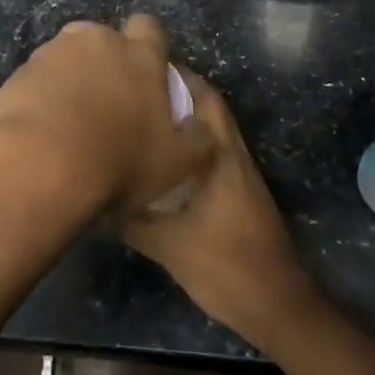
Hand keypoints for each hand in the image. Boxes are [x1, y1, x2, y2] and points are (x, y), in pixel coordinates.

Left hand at [0, 15, 215, 219]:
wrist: (39, 166)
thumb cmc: (118, 162)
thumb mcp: (175, 163)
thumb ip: (198, 139)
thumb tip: (203, 128)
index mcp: (139, 54)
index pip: (149, 27)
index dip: (150, 46)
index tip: (147, 73)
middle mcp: (96, 41)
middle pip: (104, 38)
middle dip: (106, 59)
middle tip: (108, 99)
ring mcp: (53, 53)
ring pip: (68, 54)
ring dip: (72, 75)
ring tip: (70, 116)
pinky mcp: (19, 72)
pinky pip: (38, 77)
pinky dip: (43, 93)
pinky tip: (44, 125)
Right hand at [120, 71, 319, 350]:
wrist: (276, 304)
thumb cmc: (225, 267)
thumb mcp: (167, 245)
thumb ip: (131, 219)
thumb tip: (97, 197)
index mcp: (221, 157)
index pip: (203, 98)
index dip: (175, 78)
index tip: (139, 70)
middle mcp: (233, 156)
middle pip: (208, 109)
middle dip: (175, 94)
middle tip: (134, 92)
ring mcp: (239, 175)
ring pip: (209, 132)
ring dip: (181, 120)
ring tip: (140, 118)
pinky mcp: (239, 193)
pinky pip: (209, 154)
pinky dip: (187, 147)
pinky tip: (159, 161)